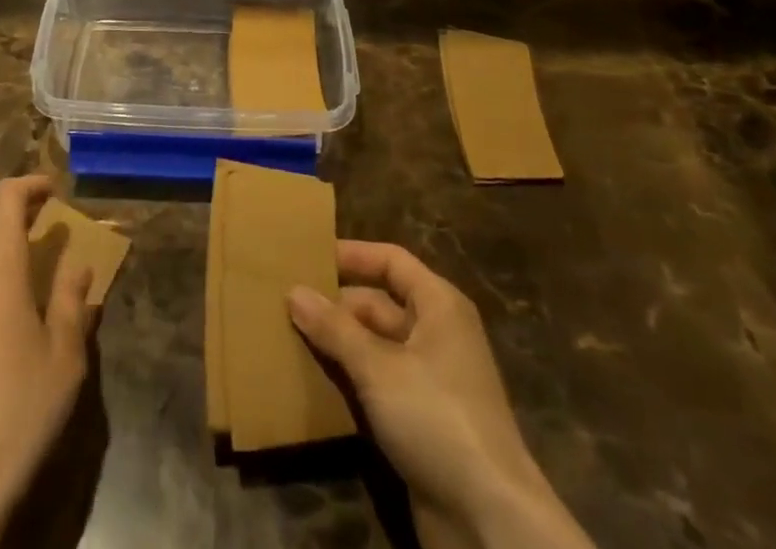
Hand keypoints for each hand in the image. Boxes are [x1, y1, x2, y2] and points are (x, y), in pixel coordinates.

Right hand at [288, 241, 593, 548]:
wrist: (489, 520)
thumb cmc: (436, 417)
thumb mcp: (378, 367)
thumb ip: (335, 328)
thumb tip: (294, 291)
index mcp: (438, 305)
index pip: (391, 261)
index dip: (352, 255)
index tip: (309, 256)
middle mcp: (437, 334)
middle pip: (379, 304)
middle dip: (335, 305)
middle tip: (286, 303)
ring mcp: (431, 380)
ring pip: (375, 346)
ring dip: (338, 345)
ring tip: (288, 337)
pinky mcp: (422, 421)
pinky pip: (378, 384)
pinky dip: (350, 380)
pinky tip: (313, 383)